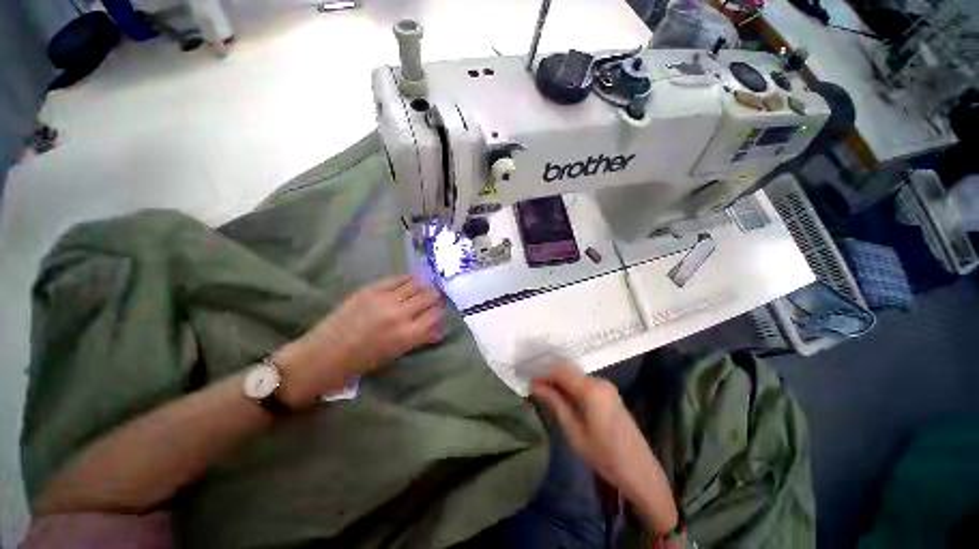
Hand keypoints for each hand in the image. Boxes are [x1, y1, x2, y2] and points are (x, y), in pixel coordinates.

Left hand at [275, 276, 443, 407]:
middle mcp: (399, 314)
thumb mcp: (395, 353)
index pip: (435, 314)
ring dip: (423, 285)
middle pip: (428, 296)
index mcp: (407, 334)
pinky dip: (407, 279)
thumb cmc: (361, 362)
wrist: (323, 355)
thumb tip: (438, 330)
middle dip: (435, 296)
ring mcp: (384, 299)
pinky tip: (409, 281)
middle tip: (435, 296)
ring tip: (423, 287)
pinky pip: (397, 279)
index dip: (441, 309)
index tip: (441, 308)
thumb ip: (420, 339)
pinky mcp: (370, 289)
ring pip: (415, 284)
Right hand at [531, 363, 678, 533]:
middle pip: (568, 371)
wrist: (640, 471)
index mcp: (591, 389)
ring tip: (546, 395)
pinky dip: (571, 387)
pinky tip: (563, 399)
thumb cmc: (604, 455)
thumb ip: (555, 403)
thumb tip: (535, 385)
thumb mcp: (574, 432)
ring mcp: (606, 386)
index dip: (543, 374)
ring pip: (575, 376)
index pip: (560, 371)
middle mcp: (599, 381)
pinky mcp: (609, 392)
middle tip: (535, 390)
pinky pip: (584, 383)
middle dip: (550, 377)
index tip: (529, 383)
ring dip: (560, 382)